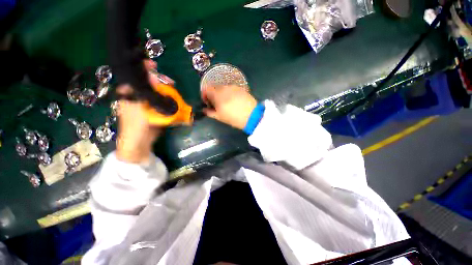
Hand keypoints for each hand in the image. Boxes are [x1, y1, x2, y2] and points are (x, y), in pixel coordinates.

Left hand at [115, 60, 170, 163]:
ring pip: (158, 91)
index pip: (137, 77)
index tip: (155, 65)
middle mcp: (138, 95)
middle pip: (150, 83)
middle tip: (170, 82)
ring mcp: (148, 102)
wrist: (140, 143)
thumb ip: (147, 93)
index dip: (145, 69)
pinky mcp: (155, 109)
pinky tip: (174, 97)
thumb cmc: (135, 126)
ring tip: (173, 88)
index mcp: (129, 93)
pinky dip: (169, 98)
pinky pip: (163, 100)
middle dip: (160, 80)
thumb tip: (153, 76)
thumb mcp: (140, 108)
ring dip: (166, 89)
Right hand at [201, 86, 256, 129]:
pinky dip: (230, 93)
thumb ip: (209, 112)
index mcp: (217, 94)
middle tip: (217, 104)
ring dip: (222, 94)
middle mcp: (225, 88)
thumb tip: (204, 109)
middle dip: (213, 95)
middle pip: (215, 88)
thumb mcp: (220, 117)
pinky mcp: (241, 88)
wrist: (252, 116)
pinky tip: (234, 101)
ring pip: (224, 88)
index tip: (208, 103)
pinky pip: (232, 89)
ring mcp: (234, 87)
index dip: (205, 96)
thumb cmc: (234, 118)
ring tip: (227, 103)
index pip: (206, 89)